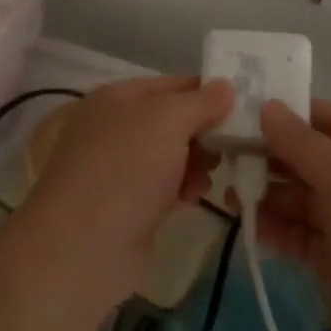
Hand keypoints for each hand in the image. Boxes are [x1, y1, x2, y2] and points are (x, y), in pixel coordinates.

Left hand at [20, 75, 233, 305]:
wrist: (84, 247)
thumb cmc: (126, 169)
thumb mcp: (167, 120)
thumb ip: (201, 101)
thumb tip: (226, 85)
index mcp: (118, 97)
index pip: (173, 84)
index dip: (208, 91)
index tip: (246, 104)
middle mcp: (117, 126)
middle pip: (175, 119)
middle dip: (206, 130)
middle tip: (237, 142)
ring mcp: (121, 168)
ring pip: (174, 154)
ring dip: (199, 160)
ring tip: (214, 172)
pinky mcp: (130, 204)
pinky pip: (167, 185)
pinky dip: (185, 187)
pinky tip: (196, 196)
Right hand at [252, 98, 330, 330]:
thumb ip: (302, 143)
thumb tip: (268, 106)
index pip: (327, 119)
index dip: (288, 113)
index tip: (243, 111)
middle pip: (309, 158)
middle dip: (270, 156)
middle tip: (224, 156)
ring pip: (300, 199)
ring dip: (267, 195)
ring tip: (229, 195)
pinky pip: (300, 235)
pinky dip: (276, 230)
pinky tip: (248, 228)